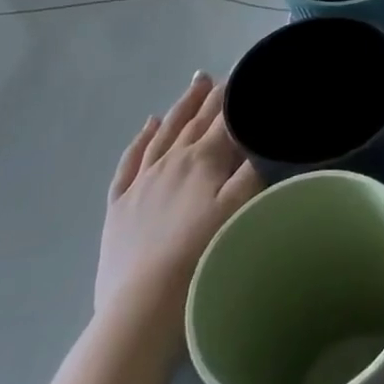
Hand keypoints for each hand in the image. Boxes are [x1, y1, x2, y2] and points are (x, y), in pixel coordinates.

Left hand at [95, 73, 259, 326]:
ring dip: (179, 108)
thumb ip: (254, 169)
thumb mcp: (240, 209)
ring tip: (193, 85)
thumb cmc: (201, 257)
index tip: (246, 77)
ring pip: (162, 133)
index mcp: (202, 160)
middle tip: (221, 75)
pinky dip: (140, 139)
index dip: (235, 98)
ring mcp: (141, 183)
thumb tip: (264, 136)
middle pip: (194, 122)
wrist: (143, 308)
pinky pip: (130, 162)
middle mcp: (170, 161)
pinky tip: (147, 125)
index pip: (223, 120)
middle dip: (210, 97)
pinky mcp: (119, 207)